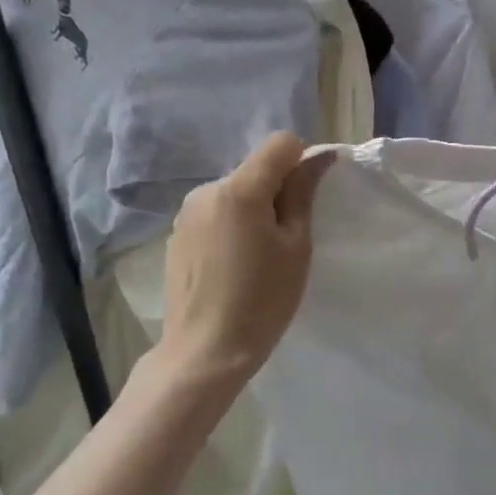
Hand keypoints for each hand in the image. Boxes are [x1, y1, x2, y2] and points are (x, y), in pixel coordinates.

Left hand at [154, 133, 333, 397]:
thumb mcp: (295, 246)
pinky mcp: (176, 234)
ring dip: (252, 209)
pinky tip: (232, 266)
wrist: (204, 351)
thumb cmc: (262, 301)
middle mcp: (208, 190)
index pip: (280, 143)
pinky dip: (230, 226)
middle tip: (286, 238)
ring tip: (257, 257)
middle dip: (276, 190)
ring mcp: (187, 212)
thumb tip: (319, 156)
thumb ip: (303, 193)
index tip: (307, 198)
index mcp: (240, 188)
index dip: (301, 161)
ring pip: (234, 192)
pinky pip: (214, 213)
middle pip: (255, 169)